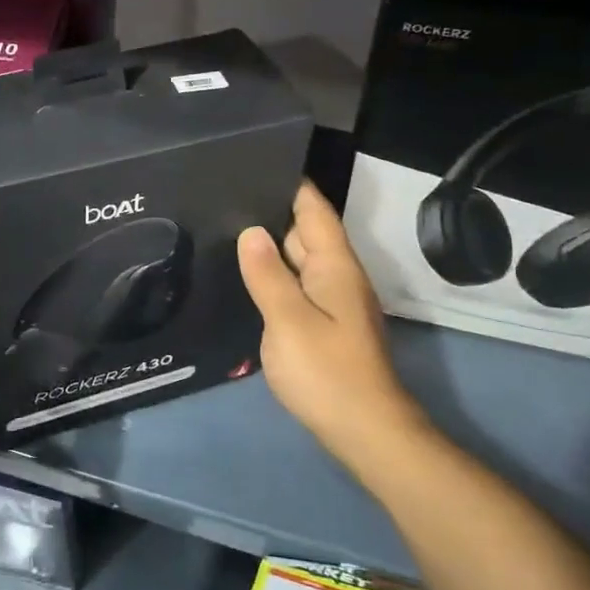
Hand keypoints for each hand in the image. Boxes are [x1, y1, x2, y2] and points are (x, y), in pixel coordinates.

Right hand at [238, 183, 429, 475]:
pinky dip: (274, 274)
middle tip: (224, 193)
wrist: (365, 430)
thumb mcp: (289, 320)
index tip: (257, 160)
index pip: (314, 209)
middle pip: (305, 231)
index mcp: (334, 265)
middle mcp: (337, 276)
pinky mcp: (324, 324)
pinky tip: (246, 275)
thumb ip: (268, 274)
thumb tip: (250, 231)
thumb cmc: (327, 371)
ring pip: (298, 260)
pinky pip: (297, 285)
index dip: (291, 184)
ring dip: (270, 244)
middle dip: (271, 211)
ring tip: (225, 226)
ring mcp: (332, 301)